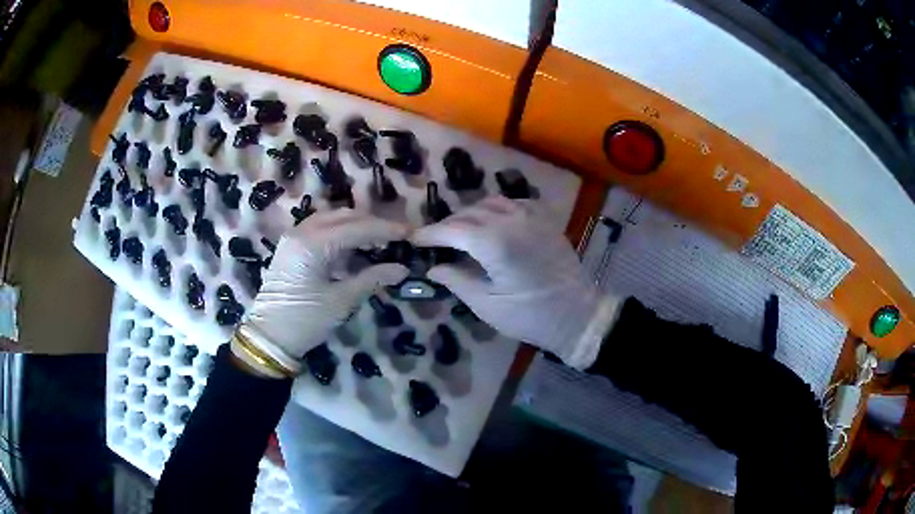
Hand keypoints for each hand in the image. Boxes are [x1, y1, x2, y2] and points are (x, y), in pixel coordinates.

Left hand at [244, 209, 409, 358]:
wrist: (269, 337)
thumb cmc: (304, 321)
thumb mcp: (340, 301)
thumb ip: (371, 279)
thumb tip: (402, 269)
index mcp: (312, 244)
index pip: (357, 227)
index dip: (385, 229)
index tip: (409, 232)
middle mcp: (301, 232)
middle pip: (344, 216)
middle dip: (371, 223)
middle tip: (396, 236)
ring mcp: (293, 237)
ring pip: (331, 219)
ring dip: (355, 225)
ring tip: (378, 240)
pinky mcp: (291, 246)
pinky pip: (320, 229)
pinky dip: (340, 232)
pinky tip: (354, 247)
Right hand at [411, 196, 620, 368]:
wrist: (577, 314)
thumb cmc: (530, 316)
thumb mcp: (487, 305)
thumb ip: (457, 281)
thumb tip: (434, 268)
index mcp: (494, 242)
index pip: (452, 230)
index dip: (430, 234)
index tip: (414, 240)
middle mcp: (511, 220)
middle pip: (469, 213)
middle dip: (448, 225)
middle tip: (435, 241)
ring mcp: (531, 217)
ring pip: (491, 203)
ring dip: (471, 214)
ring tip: (460, 231)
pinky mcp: (545, 220)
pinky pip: (514, 203)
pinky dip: (497, 208)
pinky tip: (493, 222)